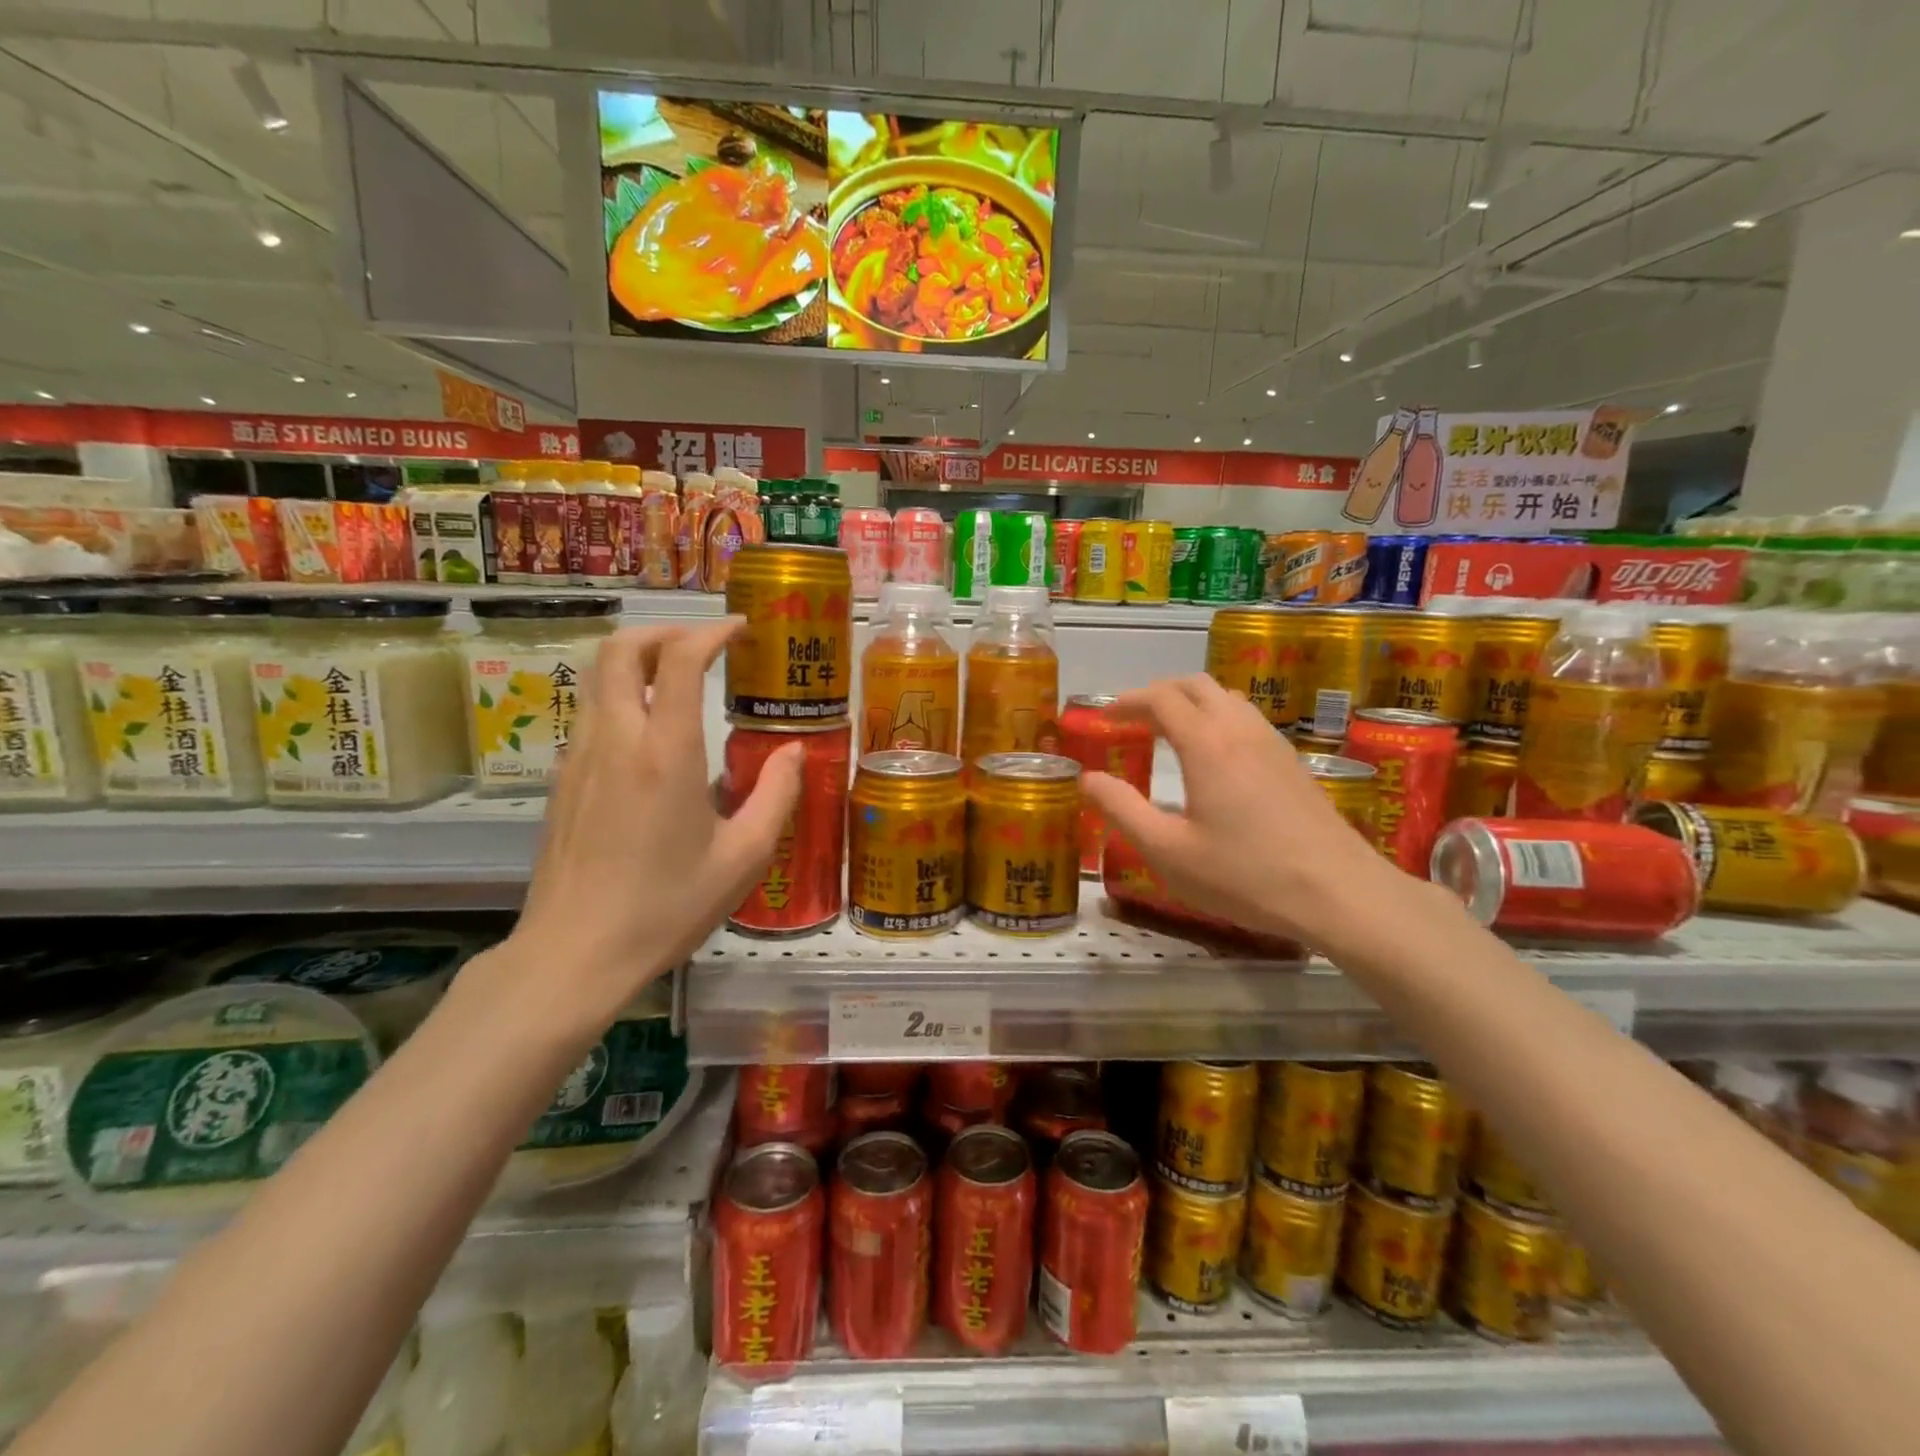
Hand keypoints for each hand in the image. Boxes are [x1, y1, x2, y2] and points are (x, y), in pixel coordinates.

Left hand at [506, 620, 801, 1028]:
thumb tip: (795, 750)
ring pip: (598, 679)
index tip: (740, 629)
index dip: (711, 632)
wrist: (574, 955)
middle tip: (703, 645)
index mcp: (665, 753)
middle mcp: (615, 740)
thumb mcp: (743, 858)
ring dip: (639, 663)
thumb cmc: (667, 907)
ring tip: (680, 684)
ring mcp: (578, 758)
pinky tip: (651, 741)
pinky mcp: (562, 781)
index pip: (678, 659)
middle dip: (663, 631)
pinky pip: (592, 716)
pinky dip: (622, 700)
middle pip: (620, 649)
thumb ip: (777, 795)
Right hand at [1079, 674, 1415, 949]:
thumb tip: (1087, 779)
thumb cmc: (1244, 875)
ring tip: (1167, 734)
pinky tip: (1212, 759)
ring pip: (1226, 698)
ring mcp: (1272, 743)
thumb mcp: (1168, 851)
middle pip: (1195, 686)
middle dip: (1157, 694)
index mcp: (1206, 744)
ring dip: (1190, 704)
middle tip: (1131, 721)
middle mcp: (1240, 730)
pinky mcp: (1292, 762)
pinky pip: (1246, 719)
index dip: (1126, 701)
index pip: (1160, 698)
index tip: (1103, 717)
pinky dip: (1217, 719)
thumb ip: (1121, 810)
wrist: (1339, 894)